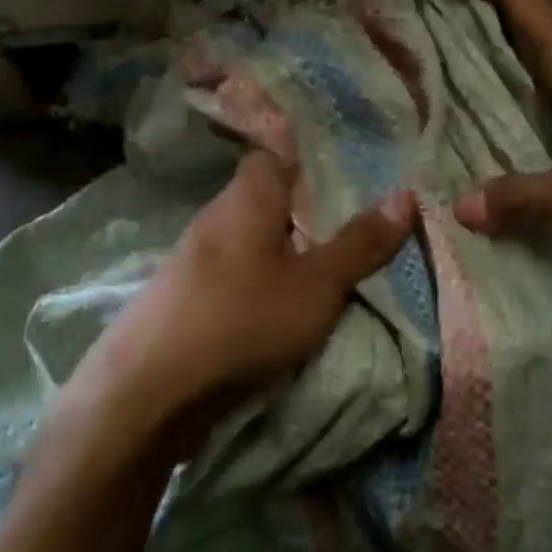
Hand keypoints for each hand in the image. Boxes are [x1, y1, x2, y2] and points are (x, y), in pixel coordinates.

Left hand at [72, 153, 416, 436]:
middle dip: (308, 211)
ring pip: (252, 241)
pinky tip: (283, 306)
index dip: (313, 160)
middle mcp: (216, 218)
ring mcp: (194, 261)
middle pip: (268, 200)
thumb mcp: (317, 285)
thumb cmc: (241, 321)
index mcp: (246, 198)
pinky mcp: (185, 301)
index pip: (277, 155)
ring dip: (285, 251)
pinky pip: (236, 276)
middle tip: (356, 224)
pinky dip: (262, 283)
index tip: (353, 173)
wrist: (145, 396)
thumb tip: (406, 194)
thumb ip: (360, 243)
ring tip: (330, 266)